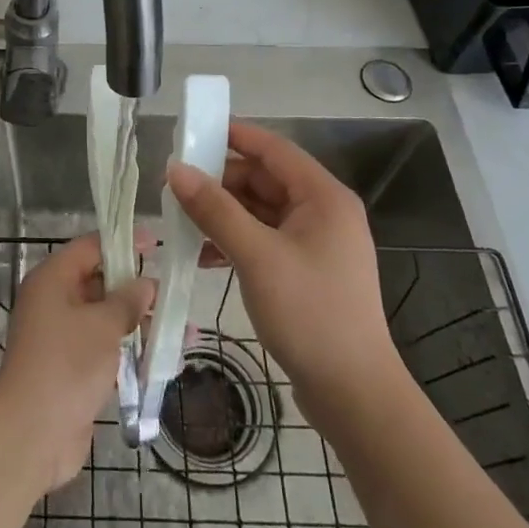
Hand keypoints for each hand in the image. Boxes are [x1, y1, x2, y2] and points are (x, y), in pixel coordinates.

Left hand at [0, 234, 154, 494]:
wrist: (32, 433)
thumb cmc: (66, 364)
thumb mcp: (102, 325)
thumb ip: (127, 301)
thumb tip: (145, 284)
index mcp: (53, 280)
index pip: (90, 248)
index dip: (123, 242)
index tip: (158, 243)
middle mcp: (54, 302)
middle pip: (100, 283)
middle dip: (138, 289)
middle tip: (176, 292)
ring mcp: (62, 337)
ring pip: (106, 319)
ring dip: (141, 324)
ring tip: (184, 331)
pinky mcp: (72, 368)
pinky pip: (105, 348)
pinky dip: (131, 351)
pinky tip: (164, 359)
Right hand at [167, 121, 399, 422]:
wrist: (353, 394)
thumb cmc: (309, 313)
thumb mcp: (256, 255)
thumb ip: (214, 209)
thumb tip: (175, 169)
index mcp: (323, 197)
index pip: (273, 149)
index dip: (233, 136)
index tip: (190, 133)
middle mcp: (323, 212)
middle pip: (264, 179)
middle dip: (220, 181)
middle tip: (175, 188)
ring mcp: (315, 243)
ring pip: (260, 211)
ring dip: (223, 213)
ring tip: (180, 220)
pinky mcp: (306, 270)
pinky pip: (264, 239)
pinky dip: (235, 240)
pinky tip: (203, 254)